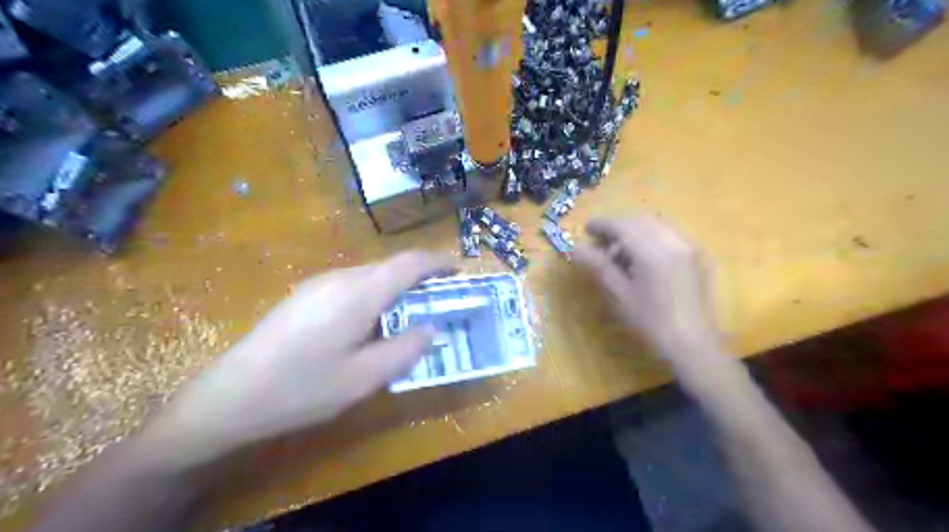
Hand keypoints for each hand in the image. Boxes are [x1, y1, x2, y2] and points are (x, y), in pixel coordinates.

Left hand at [140, 252, 451, 466]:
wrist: (229, 397)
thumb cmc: (302, 388)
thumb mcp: (364, 378)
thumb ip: (405, 349)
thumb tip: (431, 329)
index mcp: (359, 292)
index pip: (409, 263)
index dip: (438, 261)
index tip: (459, 270)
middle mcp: (340, 278)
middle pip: (391, 267)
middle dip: (421, 279)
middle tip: (441, 303)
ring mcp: (318, 285)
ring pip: (371, 276)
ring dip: (397, 289)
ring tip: (411, 316)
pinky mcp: (305, 296)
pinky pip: (352, 286)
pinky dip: (375, 296)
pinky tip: (372, 325)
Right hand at [575, 215, 724, 370]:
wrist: (692, 345)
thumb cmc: (651, 323)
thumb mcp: (620, 295)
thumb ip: (599, 267)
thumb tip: (576, 249)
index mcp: (653, 253)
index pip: (623, 225)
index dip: (602, 224)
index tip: (587, 230)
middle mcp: (673, 242)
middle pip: (640, 220)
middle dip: (618, 225)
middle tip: (601, 242)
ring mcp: (689, 247)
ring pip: (656, 224)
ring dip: (634, 230)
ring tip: (620, 252)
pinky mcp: (697, 255)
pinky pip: (669, 234)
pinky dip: (651, 236)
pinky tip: (642, 258)